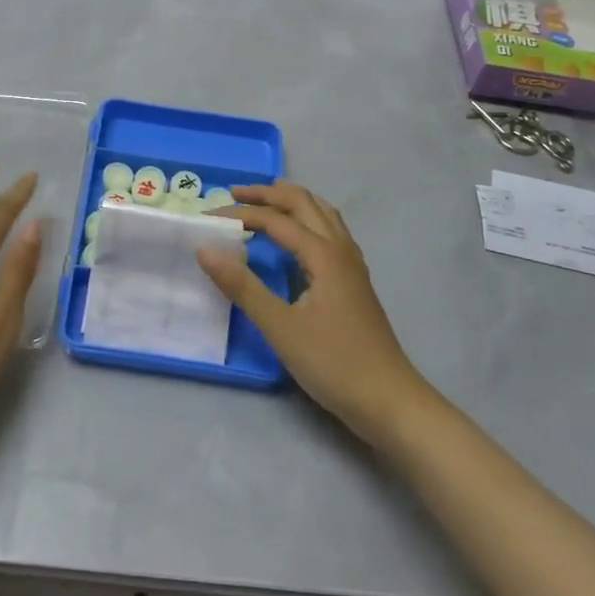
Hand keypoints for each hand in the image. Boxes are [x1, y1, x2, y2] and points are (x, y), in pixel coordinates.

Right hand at [199, 181, 432, 446]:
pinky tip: (299, 237)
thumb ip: (242, 286)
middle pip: (303, 203)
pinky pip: (330, 231)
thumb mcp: (280, 327)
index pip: (275, 219)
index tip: (208, 217)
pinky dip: (308, 219)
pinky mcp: (355, 280)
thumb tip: (205, 249)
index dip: (240, 213)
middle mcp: (340, 248)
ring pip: (322, 213)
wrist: (389, 401)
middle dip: (268, 193)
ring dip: (291, 201)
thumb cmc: (333, 363)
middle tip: (234, 194)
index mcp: (323, 253)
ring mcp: (352, 264)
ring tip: (265, 203)